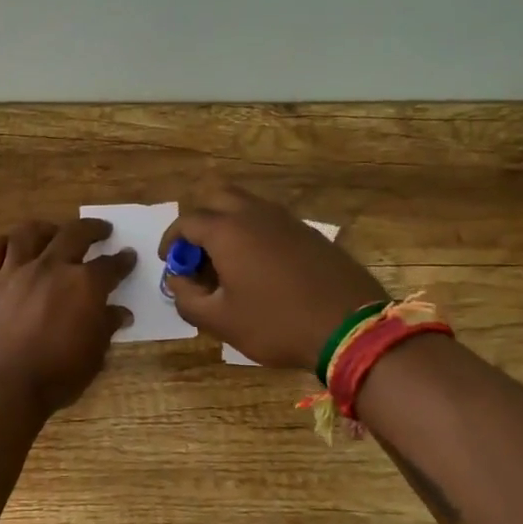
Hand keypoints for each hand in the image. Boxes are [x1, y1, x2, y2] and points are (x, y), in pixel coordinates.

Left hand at [0, 218, 135, 413]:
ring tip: (53, 230)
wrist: (0, 385)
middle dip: (92, 229)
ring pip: (29, 233)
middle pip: (74, 234)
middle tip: (101, 230)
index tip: (128, 256)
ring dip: (46, 228)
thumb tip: (120, 313)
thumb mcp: (93, 357)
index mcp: (84, 286)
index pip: (110, 266)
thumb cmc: (55, 376)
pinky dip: (3, 242)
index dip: (122, 261)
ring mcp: (15, 271)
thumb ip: (105, 328)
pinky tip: (10, 245)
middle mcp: (51, 267)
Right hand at [159, 184, 387, 370]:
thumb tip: (178, 281)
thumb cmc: (276, 323)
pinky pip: (270, 221)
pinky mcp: (309, 233)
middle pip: (217, 195)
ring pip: (246, 205)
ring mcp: (287, 220)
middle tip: (198, 253)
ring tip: (226, 263)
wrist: (351, 327)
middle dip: (200, 219)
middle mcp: (255, 214)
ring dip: (228, 224)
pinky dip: (254, 233)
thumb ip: (187, 299)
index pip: (186, 221)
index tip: (170, 262)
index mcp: (227, 230)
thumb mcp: (220, 321)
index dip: (172, 241)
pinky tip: (259, 268)